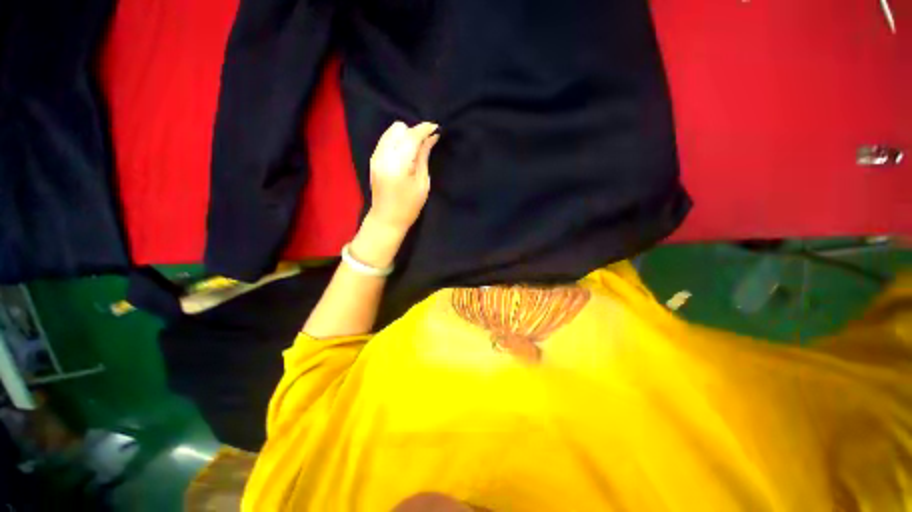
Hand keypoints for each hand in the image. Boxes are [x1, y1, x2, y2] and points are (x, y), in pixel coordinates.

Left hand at [367, 121, 440, 232]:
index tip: (436, 128)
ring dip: (405, 135)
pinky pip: (386, 139)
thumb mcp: (422, 183)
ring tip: (415, 149)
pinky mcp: (373, 159)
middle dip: (414, 132)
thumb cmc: (409, 206)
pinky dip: (397, 141)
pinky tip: (405, 153)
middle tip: (425, 144)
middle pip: (399, 128)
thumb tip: (431, 137)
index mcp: (398, 164)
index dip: (425, 129)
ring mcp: (376, 156)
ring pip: (391, 131)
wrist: (387, 219)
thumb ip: (424, 157)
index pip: (411, 136)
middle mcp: (383, 155)